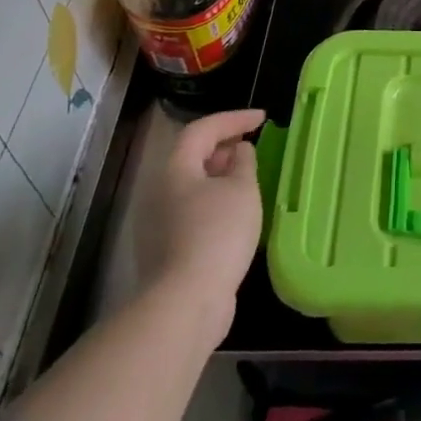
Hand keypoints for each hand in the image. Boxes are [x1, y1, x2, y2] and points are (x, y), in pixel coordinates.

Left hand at [135, 107, 265, 323]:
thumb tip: (239, 150)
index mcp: (176, 169)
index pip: (202, 129)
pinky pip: (192, 210)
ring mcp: (159, 222)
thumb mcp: (242, 190)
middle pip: (192, 156)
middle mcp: (160, 190)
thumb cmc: (218, 234)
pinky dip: (215, 200)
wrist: (185, 302)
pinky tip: (236, 214)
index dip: (233, 118)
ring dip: (220, 174)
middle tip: (253, 144)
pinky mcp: (166, 248)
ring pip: (192, 185)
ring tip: (248, 177)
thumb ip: (244, 163)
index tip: (262, 118)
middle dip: (224, 145)